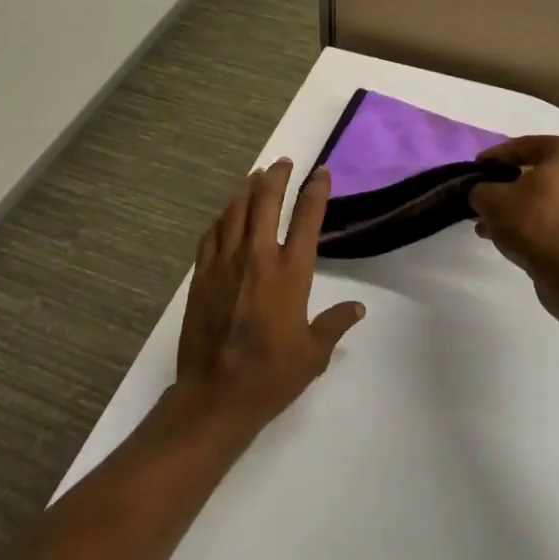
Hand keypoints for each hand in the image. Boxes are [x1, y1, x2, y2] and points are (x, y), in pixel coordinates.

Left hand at [173, 159, 365, 433]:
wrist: (216, 396)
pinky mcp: (201, 275)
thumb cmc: (272, 376)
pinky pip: (212, 234)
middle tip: (283, 163)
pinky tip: (226, 213)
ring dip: (246, 189)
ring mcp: (225, 264)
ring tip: (255, 176)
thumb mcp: (313, 354)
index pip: (307, 220)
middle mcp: (257, 258)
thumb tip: (357, 308)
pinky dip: (222, 217)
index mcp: (290, 274)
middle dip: (276, 177)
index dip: (315, 191)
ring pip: (235, 212)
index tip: (320, 173)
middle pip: (265, 202)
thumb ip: (335, 324)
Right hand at [469, 136, 558, 280]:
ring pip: (554, 194)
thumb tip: (481, 192)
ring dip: (524, 204)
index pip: (525, 146)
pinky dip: (543, 218)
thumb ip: (480, 188)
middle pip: (542, 170)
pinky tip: (516, 235)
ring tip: (495, 222)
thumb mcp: (491, 200)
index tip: (476, 168)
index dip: (495, 157)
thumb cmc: (534, 224)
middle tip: (487, 194)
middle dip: (511, 183)